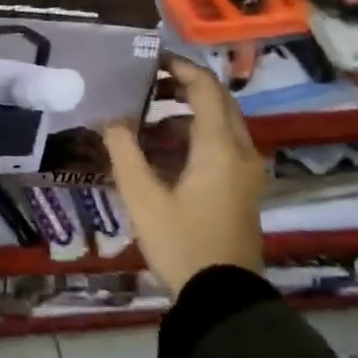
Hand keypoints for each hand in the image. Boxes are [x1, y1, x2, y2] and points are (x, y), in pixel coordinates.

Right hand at [101, 56, 263, 294]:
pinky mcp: (241, 189)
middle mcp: (240, 152)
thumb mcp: (141, 196)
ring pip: (218, 126)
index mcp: (218, 147)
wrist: (221, 296)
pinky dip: (192, 139)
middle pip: (217, 103)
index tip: (150, 60)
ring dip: (184, 116)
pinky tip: (161, 156)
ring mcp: (245, 173)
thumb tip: (111, 119)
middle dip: (182, 88)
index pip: (205, 89)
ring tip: (143, 125)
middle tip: (145, 86)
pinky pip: (219, 148)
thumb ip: (123, 150)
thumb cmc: (180, 241)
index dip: (180, 68)